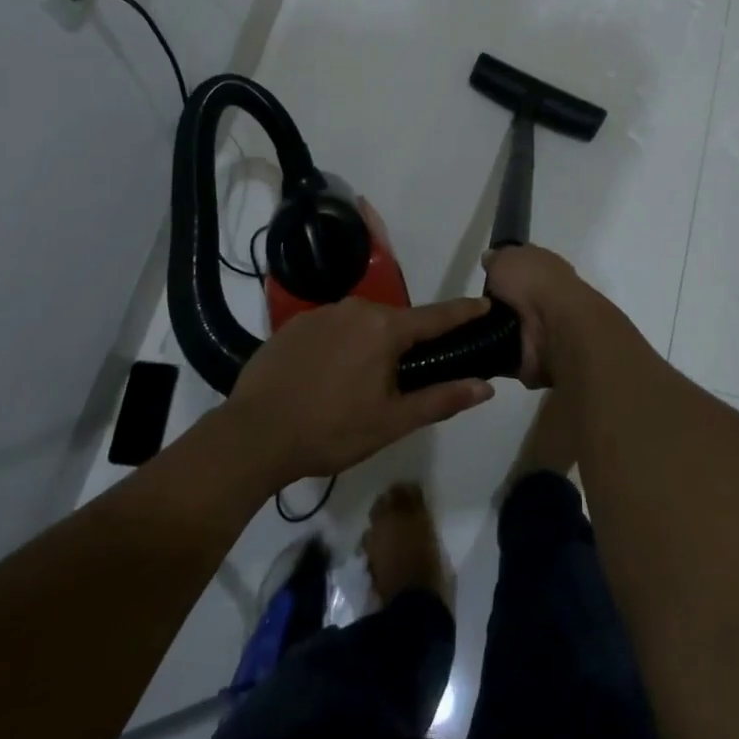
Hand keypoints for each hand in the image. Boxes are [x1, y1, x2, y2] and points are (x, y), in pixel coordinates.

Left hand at [226, 297, 496, 484]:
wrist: (253, 434)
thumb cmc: (331, 430)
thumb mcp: (392, 422)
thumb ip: (441, 399)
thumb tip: (485, 386)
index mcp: (385, 328)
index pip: (437, 316)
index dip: (463, 312)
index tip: (485, 304)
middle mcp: (357, 308)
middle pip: (396, 321)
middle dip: (407, 342)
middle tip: (406, 376)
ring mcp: (322, 313)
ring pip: (362, 324)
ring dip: (371, 344)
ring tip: (361, 382)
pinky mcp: (294, 323)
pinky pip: (332, 328)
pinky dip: (340, 345)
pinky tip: (328, 376)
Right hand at [482, 245, 583, 388]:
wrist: (556, 327)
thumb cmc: (533, 283)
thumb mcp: (507, 258)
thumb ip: (497, 259)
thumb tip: (490, 258)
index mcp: (545, 269)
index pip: (522, 268)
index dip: (503, 271)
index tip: (484, 278)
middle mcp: (547, 296)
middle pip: (514, 301)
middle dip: (495, 306)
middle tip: (470, 309)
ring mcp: (543, 329)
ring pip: (509, 328)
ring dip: (492, 331)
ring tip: (468, 330)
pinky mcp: (535, 357)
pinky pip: (506, 355)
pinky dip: (493, 354)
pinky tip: (476, 350)